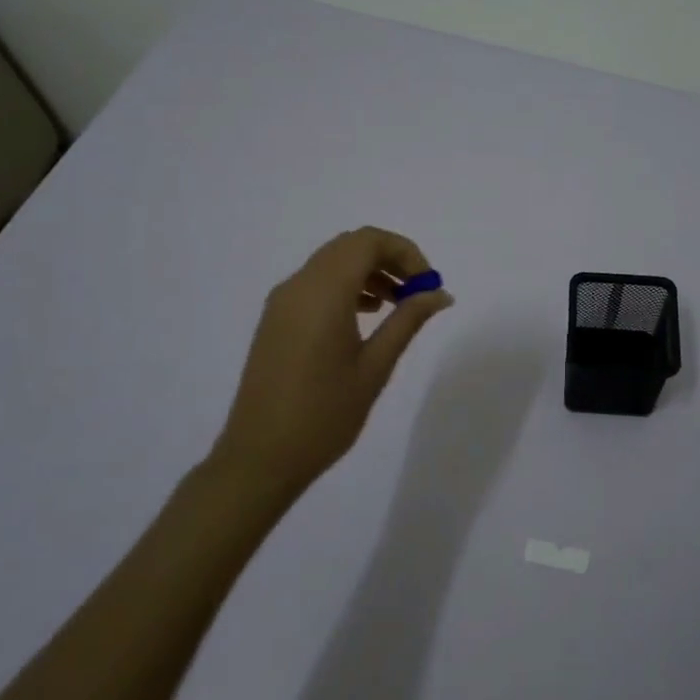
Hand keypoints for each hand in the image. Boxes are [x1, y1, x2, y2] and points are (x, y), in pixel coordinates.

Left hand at [215, 226, 453, 498]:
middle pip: (350, 246)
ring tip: (397, 305)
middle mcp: (299, 286)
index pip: (368, 241)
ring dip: (368, 271)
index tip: (428, 284)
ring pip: (332, 262)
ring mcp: (282, 302)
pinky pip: (316, 283)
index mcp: (323, 293)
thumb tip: (440, 293)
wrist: (260, 458)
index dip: (405, 252)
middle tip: (418, 290)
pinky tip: (365, 317)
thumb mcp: (375, 366)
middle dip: (389, 258)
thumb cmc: (324, 415)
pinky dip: (346, 285)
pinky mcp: (276, 320)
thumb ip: (408, 321)